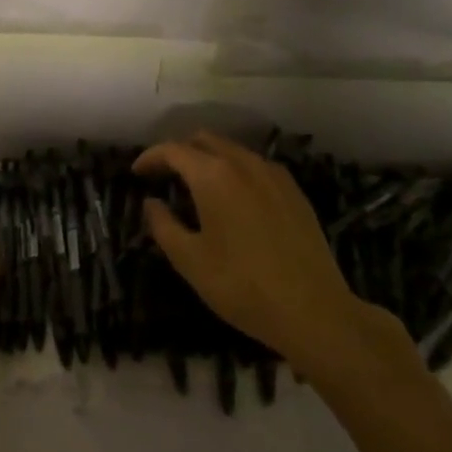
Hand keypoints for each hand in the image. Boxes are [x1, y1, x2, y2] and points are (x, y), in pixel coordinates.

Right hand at [134, 132, 405, 374]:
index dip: (150, 158)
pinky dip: (235, 171)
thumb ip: (163, 225)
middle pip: (204, 140)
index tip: (137, 173)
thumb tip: (151, 203)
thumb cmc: (242, 286)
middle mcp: (244, 164)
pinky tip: (234, 199)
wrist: (314, 311)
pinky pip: (256, 166)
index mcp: (213, 175)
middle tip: (164, 176)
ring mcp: (274, 175)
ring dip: (208, 159)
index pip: (173, 150)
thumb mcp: (190, 261)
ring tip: (196, 187)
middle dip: (180, 152)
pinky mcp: (294, 192)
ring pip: (232, 150)